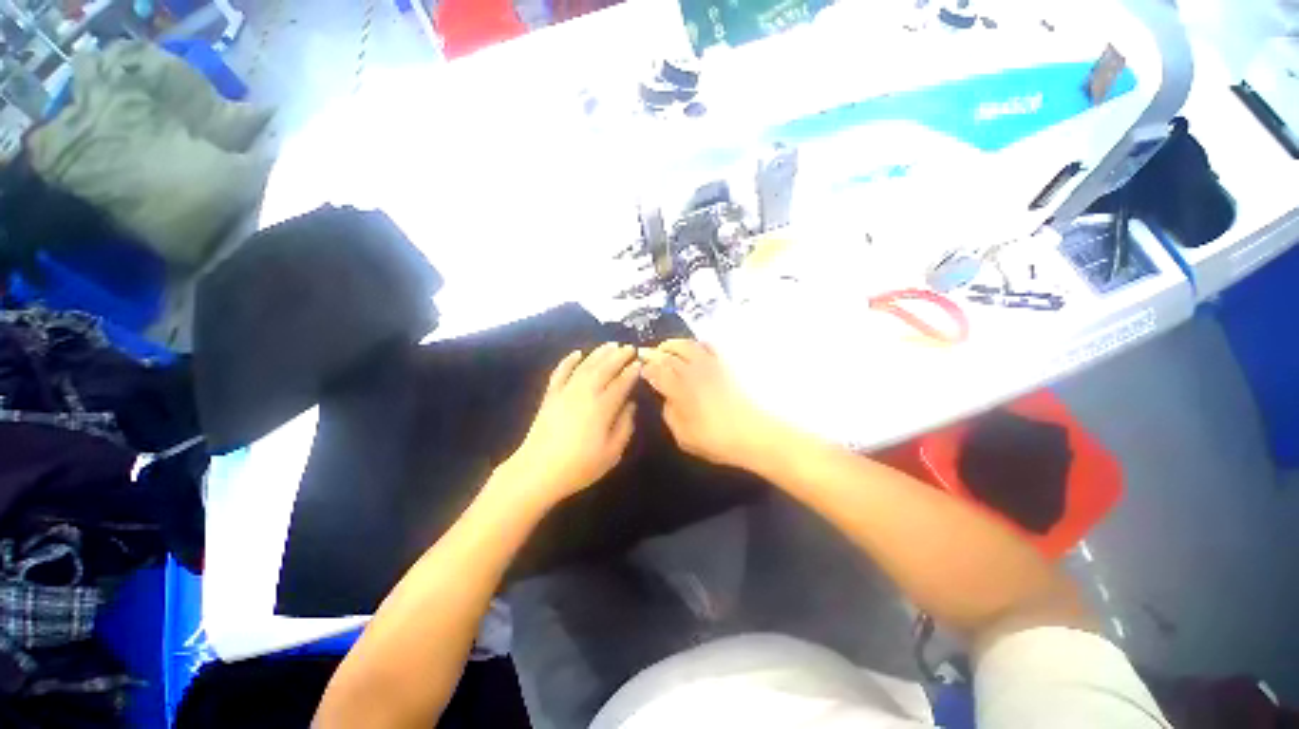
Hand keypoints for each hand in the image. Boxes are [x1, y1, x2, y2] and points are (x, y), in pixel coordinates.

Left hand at [498, 343, 640, 506]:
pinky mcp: (551, 395)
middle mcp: (585, 393)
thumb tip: (630, 405)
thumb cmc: (579, 466)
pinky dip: (568, 360)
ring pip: (585, 366)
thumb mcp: (612, 453)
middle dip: (619, 356)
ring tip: (611, 345)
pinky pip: (560, 372)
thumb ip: (625, 426)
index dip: (631, 371)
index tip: (640, 362)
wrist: (537, 471)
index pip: (621, 383)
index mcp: (602, 407)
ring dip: (599, 353)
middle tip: (630, 347)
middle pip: (605, 369)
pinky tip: (576, 353)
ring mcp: (565, 392)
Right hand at [639, 340, 782, 471]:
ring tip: (668, 348)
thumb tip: (666, 399)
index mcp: (678, 389)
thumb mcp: (683, 435)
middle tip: (649, 354)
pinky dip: (698, 344)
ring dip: (673, 344)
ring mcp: (710, 365)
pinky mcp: (726, 365)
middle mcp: (692, 371)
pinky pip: (710, 347)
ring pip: (687, 345)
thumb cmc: (716, 440)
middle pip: (669, 354)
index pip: (657, 371)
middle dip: (656, 353)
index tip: (641, 368)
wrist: (754, 434)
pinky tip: (696, 348)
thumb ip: (670, 414)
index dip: (647, 368)